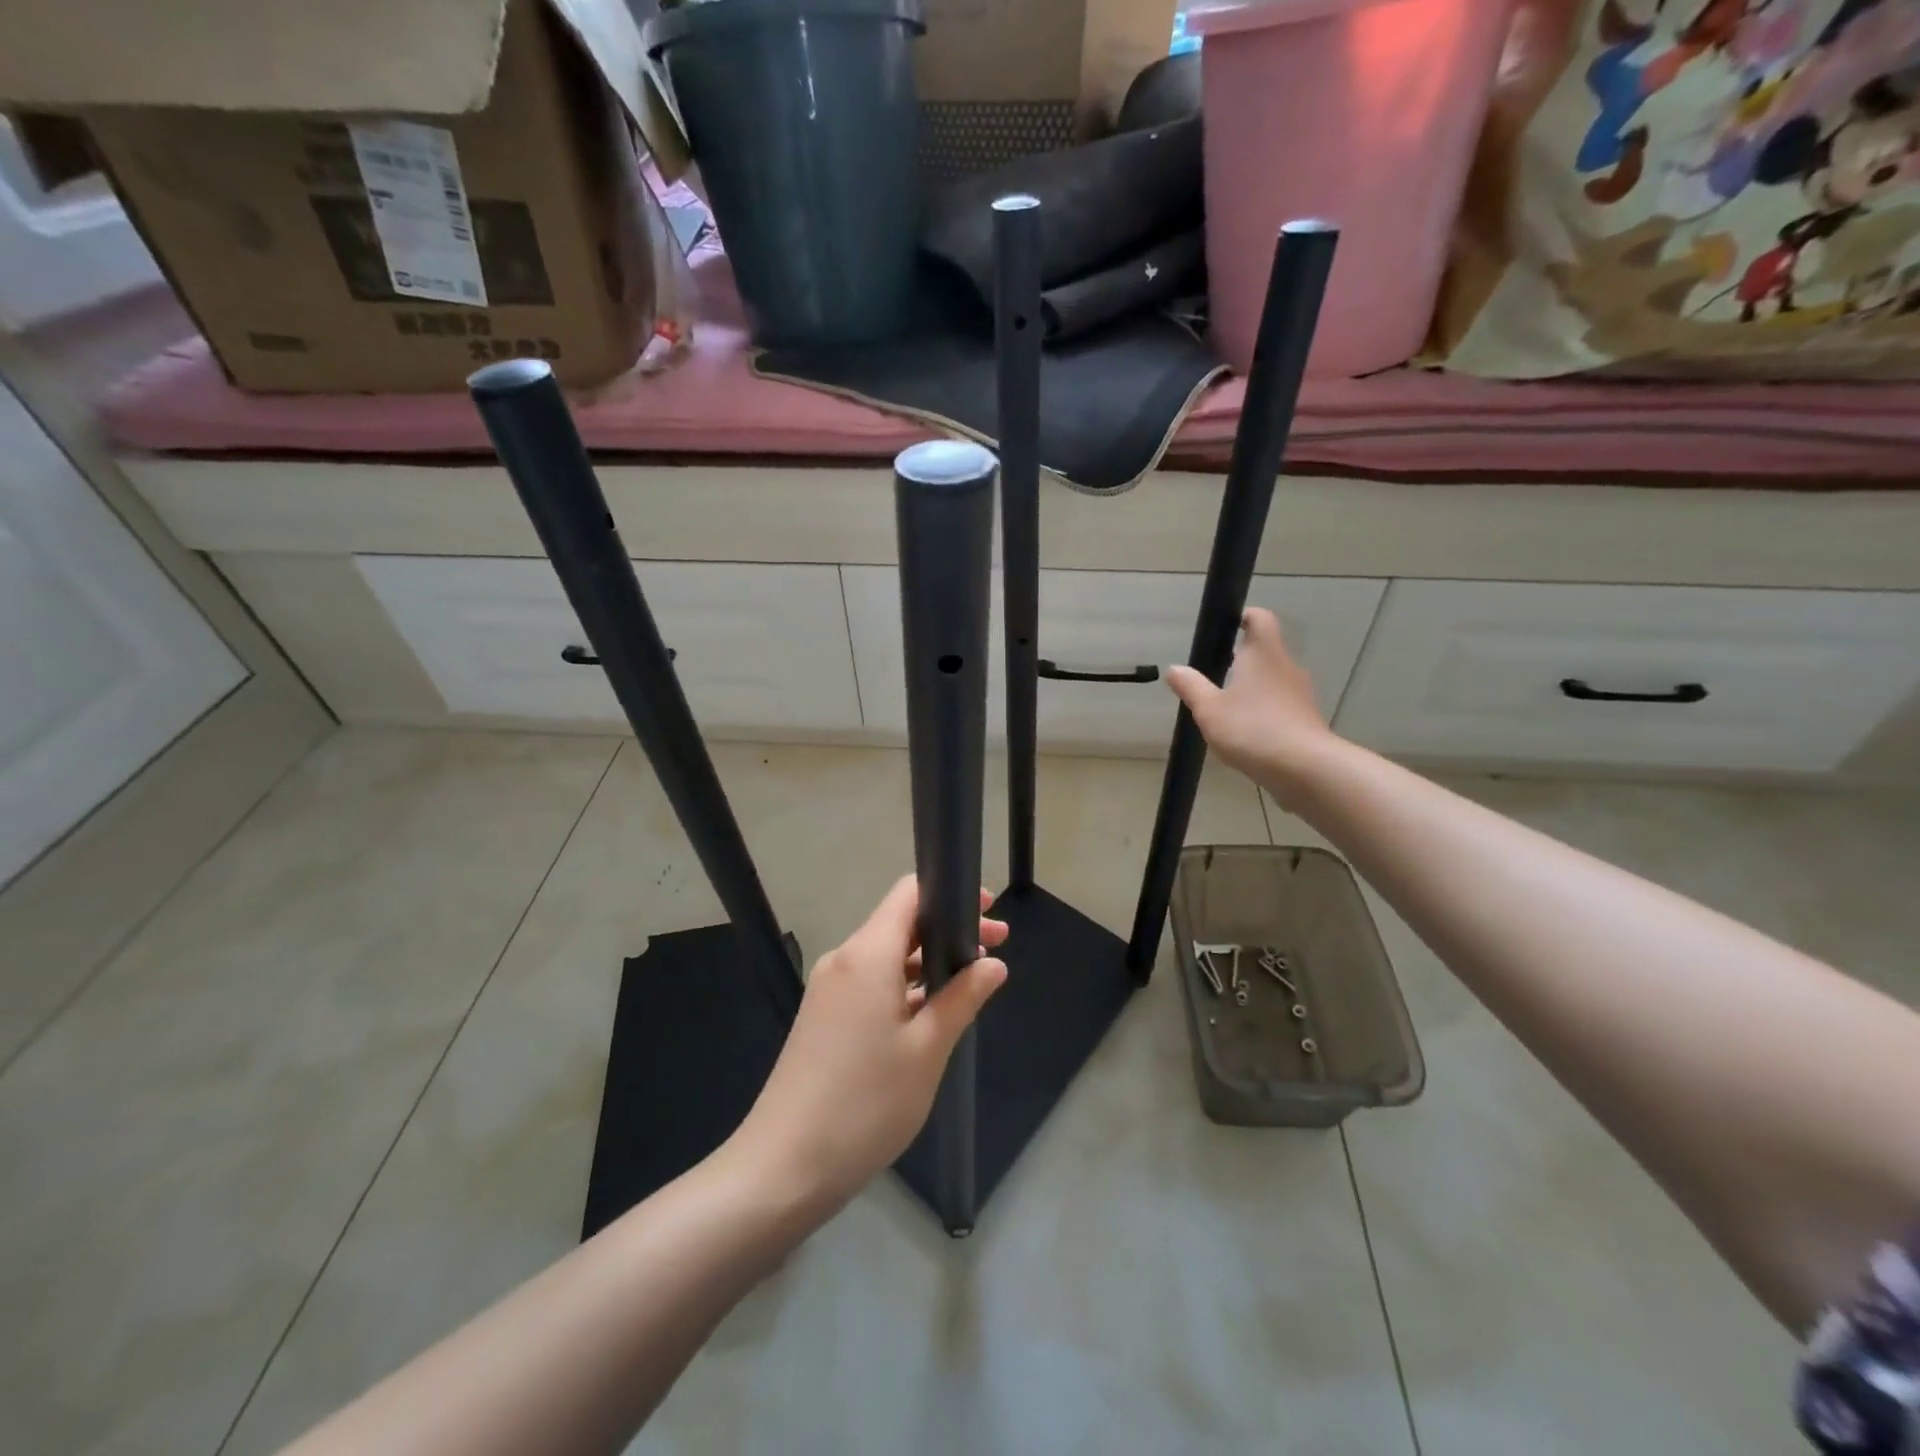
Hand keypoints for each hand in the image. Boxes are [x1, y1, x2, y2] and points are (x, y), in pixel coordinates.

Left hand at [731, 876, 1007, 1207]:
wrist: (784, 1166)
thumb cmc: (865, 1103)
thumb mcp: (927, 1050)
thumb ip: (962, 999)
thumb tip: (994, 965)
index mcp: (867, 954)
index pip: (908, 893)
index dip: (950, 893)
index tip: (990, 912)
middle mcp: (844, 960)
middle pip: (900, 923)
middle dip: (948, 931)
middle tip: (996, 951)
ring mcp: (829, 989)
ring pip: (886, 956)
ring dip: (928, 962)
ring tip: (971, 985)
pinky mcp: (823, 1017)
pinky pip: (871, 983)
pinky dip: (905, 986)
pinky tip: (930, 1014)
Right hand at [1165, 608, 1338, 802]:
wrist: (1305, 769)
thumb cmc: (1252, 729)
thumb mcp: (1209, 709)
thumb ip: (1191, 687)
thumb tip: (1174, 669)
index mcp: (1264, 654)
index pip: (1260, 619)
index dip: (1245, 617)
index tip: (1227, 627)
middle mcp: (1286, 667)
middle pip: (1266, 651)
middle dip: (1243, 658)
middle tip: (1215, 673)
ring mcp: (1300, 694)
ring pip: (1273, 680)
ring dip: (1253, 687)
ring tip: (1227, 707)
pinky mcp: (1306, 720)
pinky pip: (1281, 706)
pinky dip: (1264, 711)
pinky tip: (1247, 733)